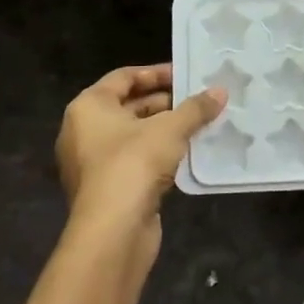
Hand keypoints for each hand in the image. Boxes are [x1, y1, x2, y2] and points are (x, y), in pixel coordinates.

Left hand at [55, 64, 226, 260]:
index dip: (156, 73)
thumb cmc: (134, 164)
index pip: (124, 77)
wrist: (113, 230)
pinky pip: (134, 160)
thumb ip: (195, 108)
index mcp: (88, 106)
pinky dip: (158, 154)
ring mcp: (92, 162)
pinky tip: (187, 154)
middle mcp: (83, 130)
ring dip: (164, 130)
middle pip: (128, 106)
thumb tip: (220, 92)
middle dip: (165, 102)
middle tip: (199, 100)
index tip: (186, 75)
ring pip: (133, 135)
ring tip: (199, 125)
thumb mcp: (170, 129)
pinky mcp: (106, 188)